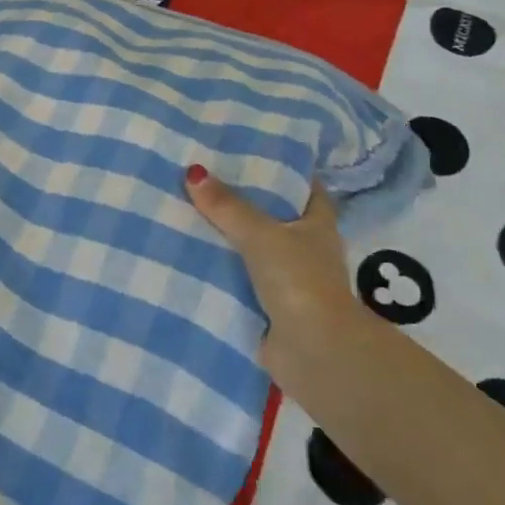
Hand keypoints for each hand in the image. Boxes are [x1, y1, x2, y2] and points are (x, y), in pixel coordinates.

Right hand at [185, 165, 355, 367]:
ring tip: (187, 212)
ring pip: (254, 250)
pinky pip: (240, 280)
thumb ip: (227, 206)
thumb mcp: (261, 234)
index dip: (284, 170)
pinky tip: (188, 256)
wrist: (314, 352)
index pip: (305, 187)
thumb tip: (194, 172)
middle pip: (273, 217)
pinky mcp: (269, 307)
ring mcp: (289, 280)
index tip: (252, 153)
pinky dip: (221, 272)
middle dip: (244, 203)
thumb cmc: (299, 281)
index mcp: (317, 224)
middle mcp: (306, 249)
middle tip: (205, 179)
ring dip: (228, 239)